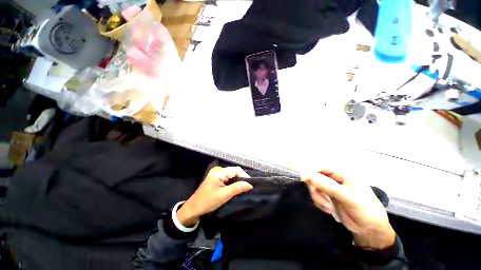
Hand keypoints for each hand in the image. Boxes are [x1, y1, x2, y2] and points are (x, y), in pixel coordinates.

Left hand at [177, 167, 252, 226]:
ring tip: (243, 188)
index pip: (236, 170)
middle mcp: (218, 169)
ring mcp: (217, 172)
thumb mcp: (224, 195)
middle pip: (234, 171)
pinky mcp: (217, 177)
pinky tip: (235, 187)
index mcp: (219, 172)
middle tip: (247, 188)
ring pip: (232, 174)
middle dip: (241, 178)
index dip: (244, 176)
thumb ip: (237, 188)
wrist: (194, 207)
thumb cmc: (207, 202)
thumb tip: (250, 184)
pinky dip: (233, 181)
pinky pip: (228, 177)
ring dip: (238, 180)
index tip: (250, 185)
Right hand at [302, 170, 395, 249]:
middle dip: (315, 188)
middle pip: (315, 177)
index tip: (304, 179)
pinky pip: (316, 195)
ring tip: (328, 208)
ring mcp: (331, 188)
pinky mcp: (328, 197)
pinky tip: (328, 210)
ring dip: (318, 197)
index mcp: (343, 174)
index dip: (311, 171)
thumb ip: (328, 186)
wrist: (370, 231)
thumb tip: (307, 175)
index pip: (322, 167)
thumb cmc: (365, 211)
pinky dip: (319, 202)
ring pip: (314, 187)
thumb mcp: (348, 197)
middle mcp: (335, 179)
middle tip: (319, 198)